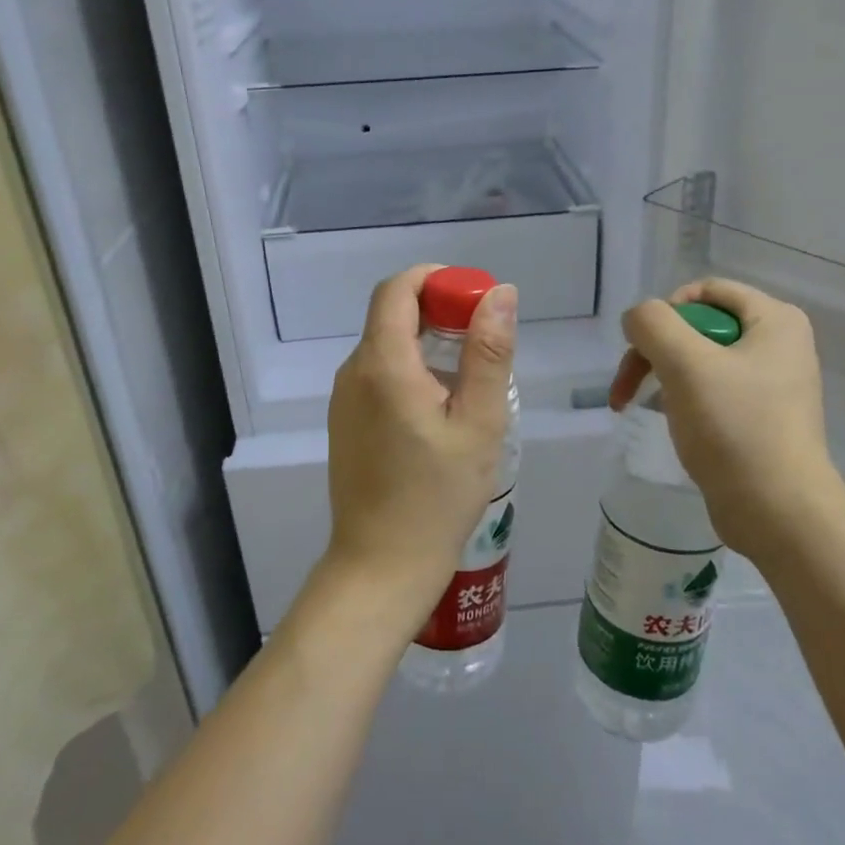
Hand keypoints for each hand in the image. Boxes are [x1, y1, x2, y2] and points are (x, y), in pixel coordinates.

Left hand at [325, 266, 517, 625]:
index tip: (474, 298)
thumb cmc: (437, 497)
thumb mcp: (479, 422)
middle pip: (391, 315)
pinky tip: (440, 410)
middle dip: (438, 311)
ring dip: (427, 343)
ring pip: (386, 345)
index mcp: (383, 364)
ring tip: (470, 381)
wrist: (381, 565)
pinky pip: (378, 375)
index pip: (396, 289)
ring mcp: (344, 399)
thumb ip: (488, 352)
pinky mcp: (345, 422)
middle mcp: (354, 372)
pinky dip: (411, 370)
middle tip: (484, 343)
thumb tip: (500, 294)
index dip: (435, 279)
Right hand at [610, 279, 844, 559]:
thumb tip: (638, 319)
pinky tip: (667, 421)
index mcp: (774, 320)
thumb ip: (652, 324)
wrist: (777, 512)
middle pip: (697, 326)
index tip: (644, 347)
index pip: (706, 290)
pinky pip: (709, 390)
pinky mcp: (758, 416)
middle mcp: (778, 344)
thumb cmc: (735, 428)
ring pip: (698, 360)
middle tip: (626, 386)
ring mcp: (770, 382)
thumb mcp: (685, 364)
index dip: (666, 311)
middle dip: (654, 351)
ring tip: (636, 405)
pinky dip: (681, 399)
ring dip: (661, 376)